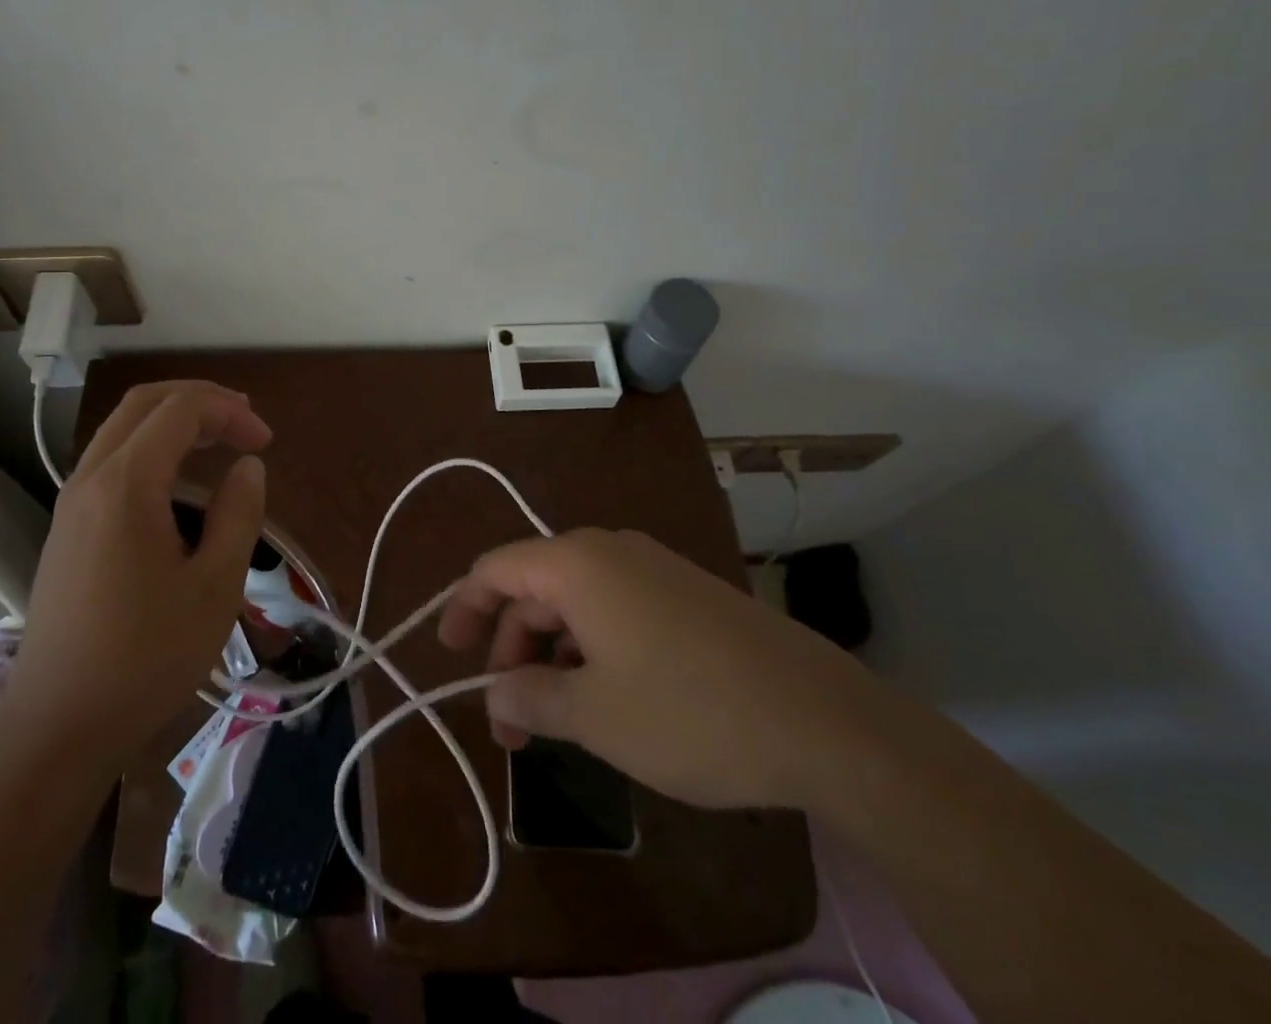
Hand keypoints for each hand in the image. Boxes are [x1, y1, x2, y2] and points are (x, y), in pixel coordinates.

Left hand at [1, 381, 271, 761]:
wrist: (56, 728)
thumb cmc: (145, 658)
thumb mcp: (215, 585)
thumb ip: (239, 513)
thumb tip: (247, 467)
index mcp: (125, 483)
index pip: (181, 409)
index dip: (230, 411)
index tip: (266, 444)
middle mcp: (90, 479)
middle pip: (144, 404)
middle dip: (200, 400)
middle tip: (245, 422)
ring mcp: (71, 504)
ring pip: (123, 430)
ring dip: (173, 422)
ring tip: (219, 443)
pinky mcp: (66, 530)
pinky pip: (111, 463)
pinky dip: (151, 451)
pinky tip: (179, 488)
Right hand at [438, 528, 891, 810]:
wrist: (821, 719)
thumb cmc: (689, 712)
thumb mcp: (595, 716)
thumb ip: (531, 696)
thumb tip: (497, 692)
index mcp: (577, 564)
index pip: (496, 569)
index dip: (464, 608)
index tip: (449, 655)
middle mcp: (610, 550)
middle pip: (535, 588)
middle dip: (512, 648)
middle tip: (509, 720)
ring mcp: (653, 568)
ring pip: (576, 601)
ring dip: (552, 654)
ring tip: (554, 719)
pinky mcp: (685, 593)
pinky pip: (615, 608)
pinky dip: (591, 647)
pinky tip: (604, 698)